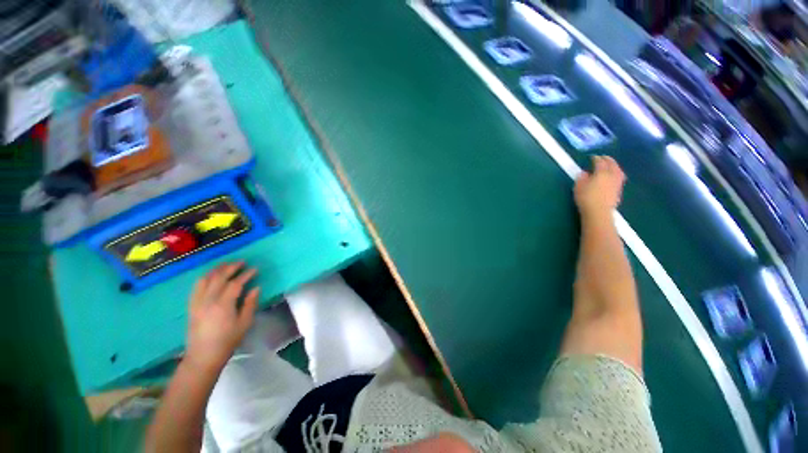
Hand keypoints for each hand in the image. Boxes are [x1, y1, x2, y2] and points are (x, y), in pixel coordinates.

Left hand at [185, 262, 259, 371]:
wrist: (203, 356)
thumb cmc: (227, 341)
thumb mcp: (244, 323)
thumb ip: (250, 304)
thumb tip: (255, 288)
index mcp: (223, 305)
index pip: (235, 283)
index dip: (246, 274)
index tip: (255, 269)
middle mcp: (208, 300)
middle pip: (219, 277)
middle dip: (231, 267)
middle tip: (242, 262)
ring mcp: (197, 302)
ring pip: (206, 279)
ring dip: (217, 270)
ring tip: (227, 265)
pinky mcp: (191, 306)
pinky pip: (196, 287)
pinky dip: (205, 277)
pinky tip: (211, 276)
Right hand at [574, 156, 625, 217]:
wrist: (598, 212)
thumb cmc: (586, 198)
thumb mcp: (578, 187)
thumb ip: (582, 178)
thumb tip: (584, 173)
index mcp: (601, 172)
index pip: (600, 162)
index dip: (596, 158)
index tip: (592, 157)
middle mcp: (611, 175)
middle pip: (612, 164)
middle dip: (608, 160)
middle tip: (603, 157)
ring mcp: (617, 182)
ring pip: (618, 170)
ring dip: (615, 166)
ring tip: (611, 165)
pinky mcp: (619, 190)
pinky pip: (619, 177)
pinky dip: (617, 173)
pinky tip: (613, 176)